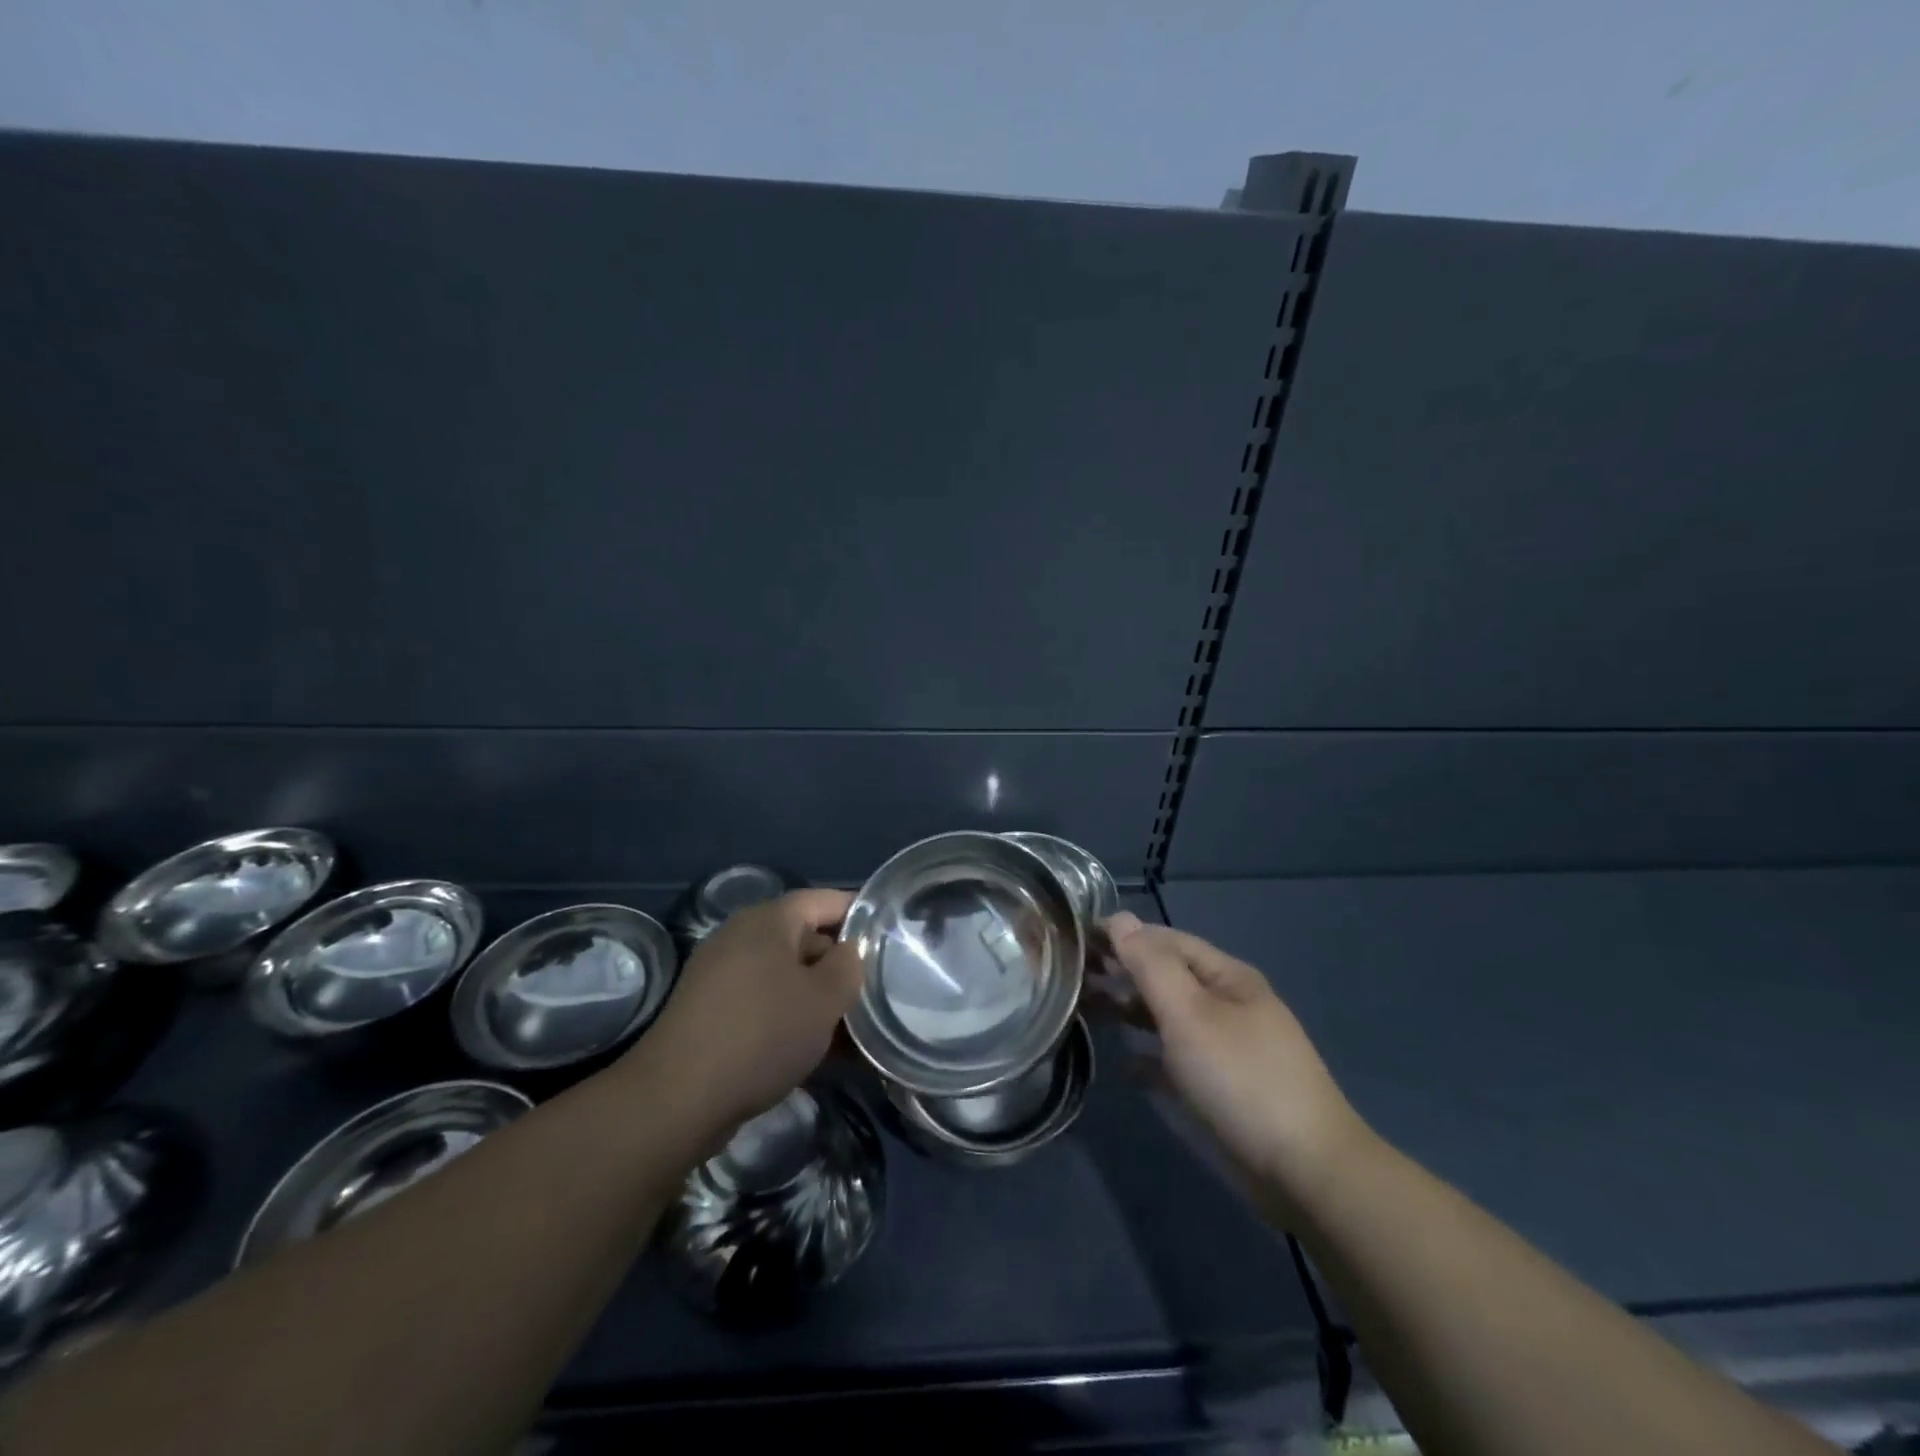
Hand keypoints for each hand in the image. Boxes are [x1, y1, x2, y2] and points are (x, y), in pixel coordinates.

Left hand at [625, 889, 863, 1134]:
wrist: (678, 1099)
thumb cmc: (762, 1034)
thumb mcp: (824, 998)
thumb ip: (849, 965)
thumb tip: (848, 952)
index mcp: (768, 920)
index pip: (824, 900)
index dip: (860, 914)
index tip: (891, 938)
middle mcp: (742, 938)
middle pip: (805, 938)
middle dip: (842, 965)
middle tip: (877, 990)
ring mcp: (722, 976)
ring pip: (787, 977)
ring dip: (820, 998)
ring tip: (856, 1029)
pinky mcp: (712, 1013)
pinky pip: (765, 1004)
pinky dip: (793, 1019)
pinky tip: (821, 1052)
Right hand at [1100, 912, 1370, 1215]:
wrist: (1305, 1170)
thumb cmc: (1239, 1077)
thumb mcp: (1189, 1013)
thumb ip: (1150, 965)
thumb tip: (1120, 919)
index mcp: (1226, 976)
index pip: (1166, 940)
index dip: (1124, 935)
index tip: (1078, 940)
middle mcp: (1228, 1004)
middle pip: (1167, 976)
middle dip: (1123, 971)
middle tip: (1074, 976)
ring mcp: (1228, 1047)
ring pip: (1169, 1016)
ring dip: (1131, 1010)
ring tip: (1087, 1011)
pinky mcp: (1224, 1088)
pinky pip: (1178, 1060)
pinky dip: (1150, 1056)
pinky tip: (1124, 1065)